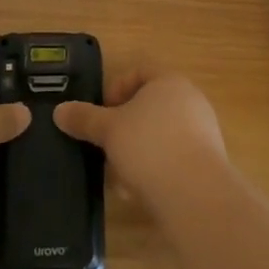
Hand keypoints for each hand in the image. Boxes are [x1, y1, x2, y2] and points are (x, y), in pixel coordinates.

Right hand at [54, 70, 227, 217]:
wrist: (196, 196)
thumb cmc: (150, 147)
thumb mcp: (109, 130)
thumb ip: (84, 118)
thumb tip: (59, 111)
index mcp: (169, 81)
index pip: (139, 71)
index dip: (116, 88)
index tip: (102, 113)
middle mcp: (190, 100)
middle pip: (150, 105)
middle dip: (125, 127)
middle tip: (107, 146)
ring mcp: (203, 131)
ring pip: (161, 134)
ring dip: (138, 151)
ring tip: (120, 177)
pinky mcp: (208, 163)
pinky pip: (175, 158)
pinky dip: (156, 169)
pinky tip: (141, 192)